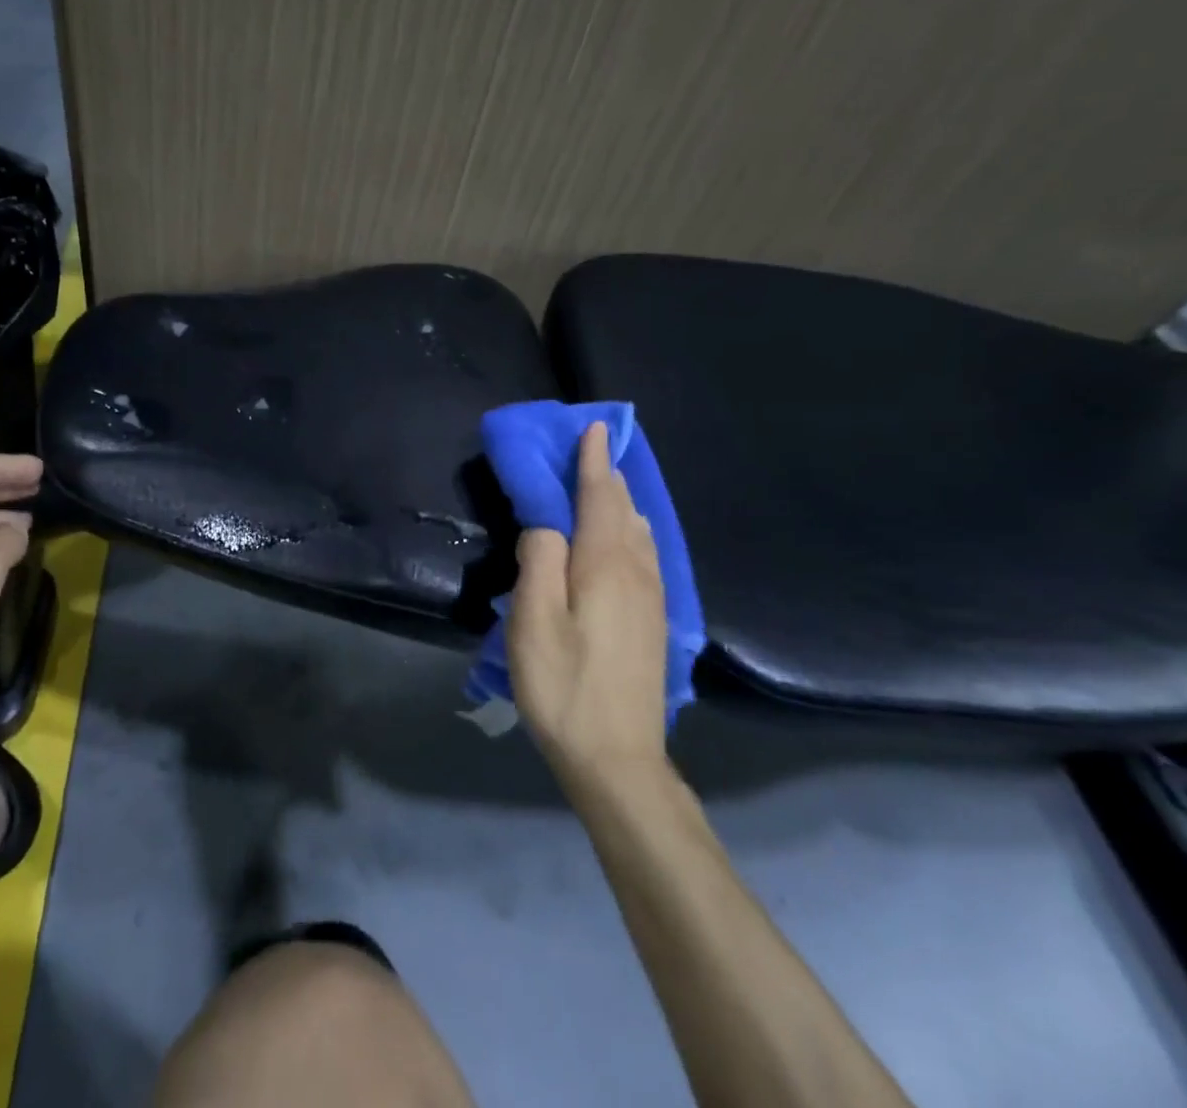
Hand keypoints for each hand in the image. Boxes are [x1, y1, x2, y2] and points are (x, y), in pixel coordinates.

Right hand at [509, 422, 668, 774]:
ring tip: (606, 483)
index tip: (593, 427)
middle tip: (592, 447)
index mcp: (606, 565)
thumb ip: (539, 560)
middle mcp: (637, 573)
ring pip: (638, 532)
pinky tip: (626, 537)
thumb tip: (547, 525)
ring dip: (621, 501)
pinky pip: (645, 554)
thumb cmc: (564, 686)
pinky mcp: (653, 622)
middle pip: (624, 510)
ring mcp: (651, 599)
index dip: (594, 461)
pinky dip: (631, 529)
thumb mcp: (533, 621)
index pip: (600, 497)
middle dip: (609, 475)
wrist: (618, 759)